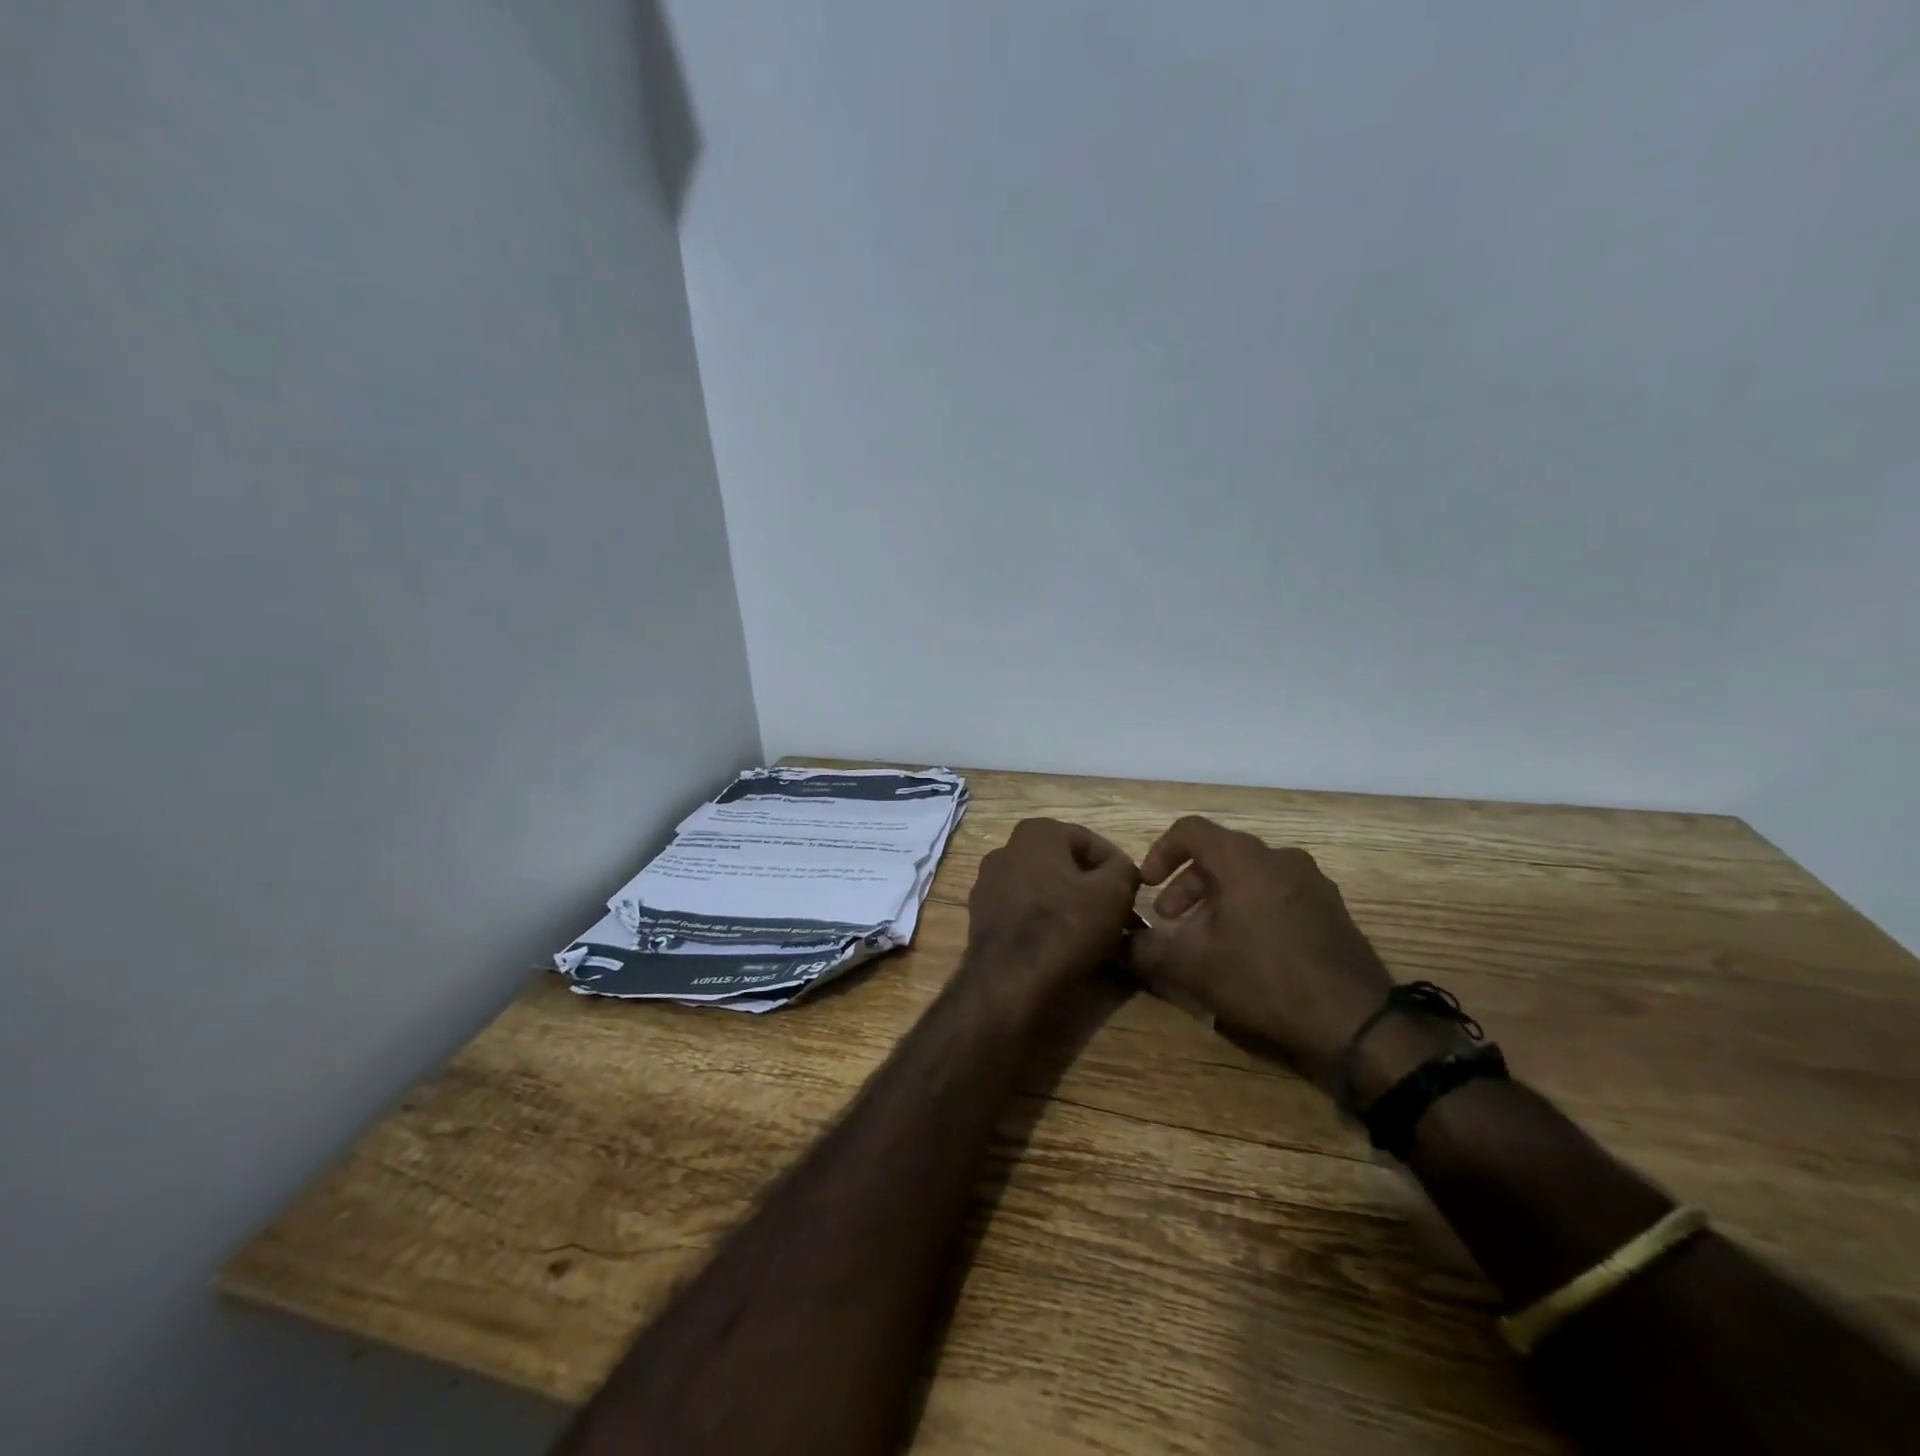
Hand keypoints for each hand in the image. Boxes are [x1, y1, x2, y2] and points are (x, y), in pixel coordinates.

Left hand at [965, 819, 1140, 1005]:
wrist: (1009, 980)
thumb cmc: (1065, 926)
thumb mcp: (1113, 893)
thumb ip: (1124, 870)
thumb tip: (1122, 870)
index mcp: (1036, 831)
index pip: (1091, 842)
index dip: (1118, 869)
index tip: (1133, 896)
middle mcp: (1006, 849)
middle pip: (1064, 865)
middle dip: (1091, 888)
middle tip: (1117, 915)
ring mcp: (988, 883)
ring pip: (1043, 889)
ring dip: (1069, 906)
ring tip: (1093, 934)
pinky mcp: (980, 916)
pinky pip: (1023, 912)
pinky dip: (1044, 923)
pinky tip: (1062, 946)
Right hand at [1130, 816, 1394, 1092]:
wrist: (1356, 1021)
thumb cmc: (1264, 979)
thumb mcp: (1192, 967)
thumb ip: (1146, 949)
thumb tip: (1118, 942)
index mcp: (1242, 859)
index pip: (1190, 830)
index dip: (1160, 852)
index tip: (1148, 884)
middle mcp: (1278, 857)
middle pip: (1219, 853)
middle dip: (1186, 884)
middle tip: (1170, 919)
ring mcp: (1311, 881)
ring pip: (1249, 874)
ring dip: (1217, 897)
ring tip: (1205, 937)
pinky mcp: (1330, 908)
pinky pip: (1277, 892)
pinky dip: (1250, 906)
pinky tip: (1246, 949)